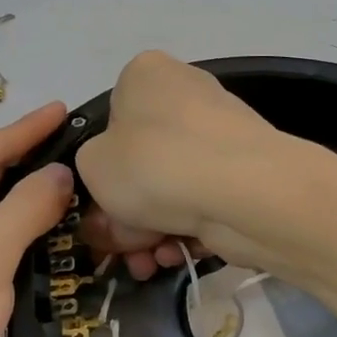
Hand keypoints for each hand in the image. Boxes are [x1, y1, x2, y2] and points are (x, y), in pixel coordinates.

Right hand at [76, 52, 281, 277]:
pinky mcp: (245, 168)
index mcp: (146, 74)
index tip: (97, 209)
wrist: (243, 191)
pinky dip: (186, 228)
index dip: (99, 169)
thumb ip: (91, 173)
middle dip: (126, 212)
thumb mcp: (92, 165)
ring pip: (170, 186)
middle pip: (141, 160)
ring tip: (147, 262)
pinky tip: (176, 254)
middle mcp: (186, 92)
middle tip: (119, 247)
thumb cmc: (153, 163)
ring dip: (152, 229)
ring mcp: (220, 131)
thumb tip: (117, 194)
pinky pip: (202, 199)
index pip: (110, 120)